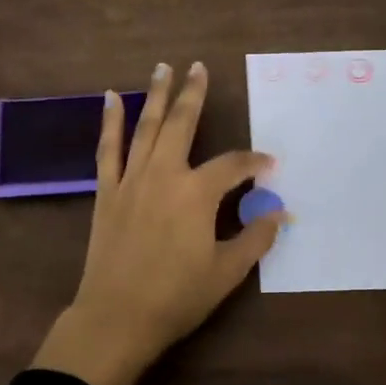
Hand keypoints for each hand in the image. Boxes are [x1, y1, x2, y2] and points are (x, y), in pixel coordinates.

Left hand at [30, 61, 286, 384]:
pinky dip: (110, 122)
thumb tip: (279, 212)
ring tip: (163, 68)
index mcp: (197, 193)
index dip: (255, 162)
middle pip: (182, 124)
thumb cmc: (176, 297)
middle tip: (199, 67)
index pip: (233, 165)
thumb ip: (255, 238)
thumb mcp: (226, 272)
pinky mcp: (107, 191)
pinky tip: (110, 98)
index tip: (269, 164)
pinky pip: (108, 149)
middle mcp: (164, 174)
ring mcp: (131, 179)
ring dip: (156, 95)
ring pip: (146, 127)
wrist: (116, 317)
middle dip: (193, 94)